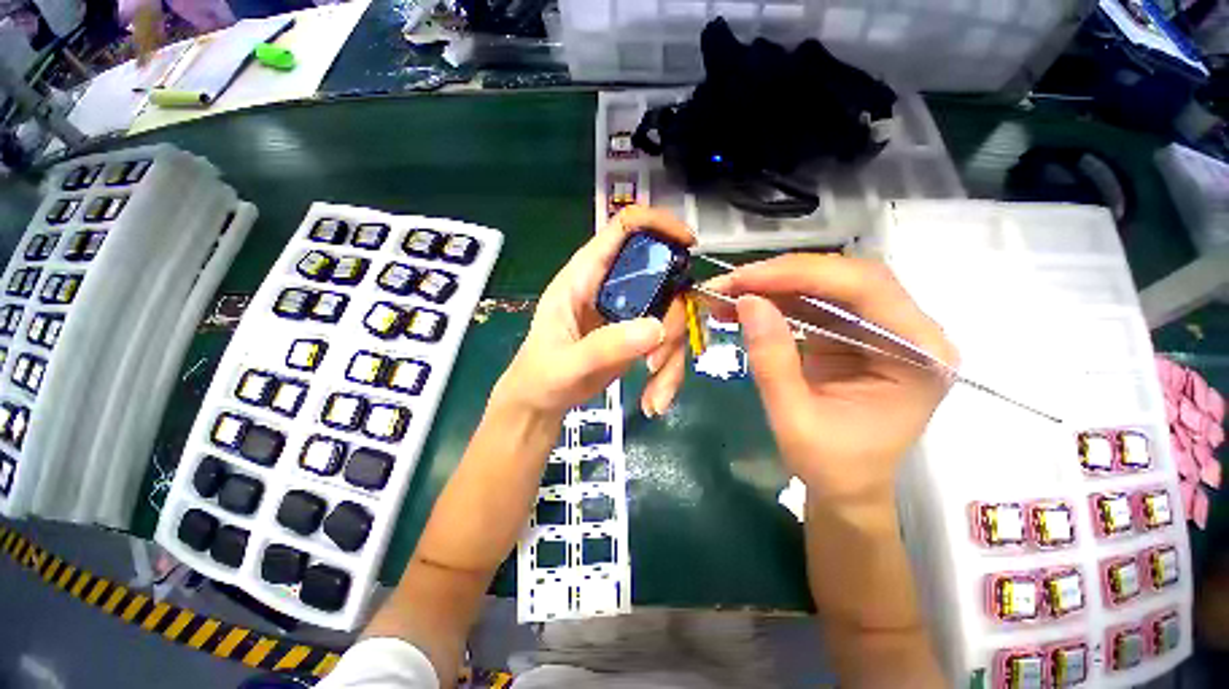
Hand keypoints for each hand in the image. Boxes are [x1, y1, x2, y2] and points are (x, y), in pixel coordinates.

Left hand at [494, 206, 694, 416]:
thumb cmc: (542, 376)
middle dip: (671, 321)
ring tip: (656, 396)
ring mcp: (627, 312)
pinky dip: (668, 373)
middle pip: (661, 281)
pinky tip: (654, 400)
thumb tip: (656, 329)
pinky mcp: (636, 335)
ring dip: (671, 358)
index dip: (658, 224)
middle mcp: (611, 287)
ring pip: (670, 318)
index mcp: (584, 276)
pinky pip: (667, 344)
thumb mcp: (566, 364)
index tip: (689, 244)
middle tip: (658, 359)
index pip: (623, 228)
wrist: (542, 402)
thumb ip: (605, 347)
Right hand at [706, 255, 956, 501]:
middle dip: (782, 276)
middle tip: (731, 284)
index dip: (801, 274)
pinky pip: (814, 302)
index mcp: (919, 355)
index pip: (866, 288)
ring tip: (728, 294)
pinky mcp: (854, 332)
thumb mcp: (794, 419)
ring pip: (827, 284)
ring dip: (774, 286)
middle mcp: (911, 331)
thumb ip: (772, 360)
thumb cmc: (831, 465)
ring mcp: (882, 328)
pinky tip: (744, 305)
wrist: (846, 486)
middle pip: (847, 277)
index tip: (745, 280)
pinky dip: (776, 300)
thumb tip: (747, 302)